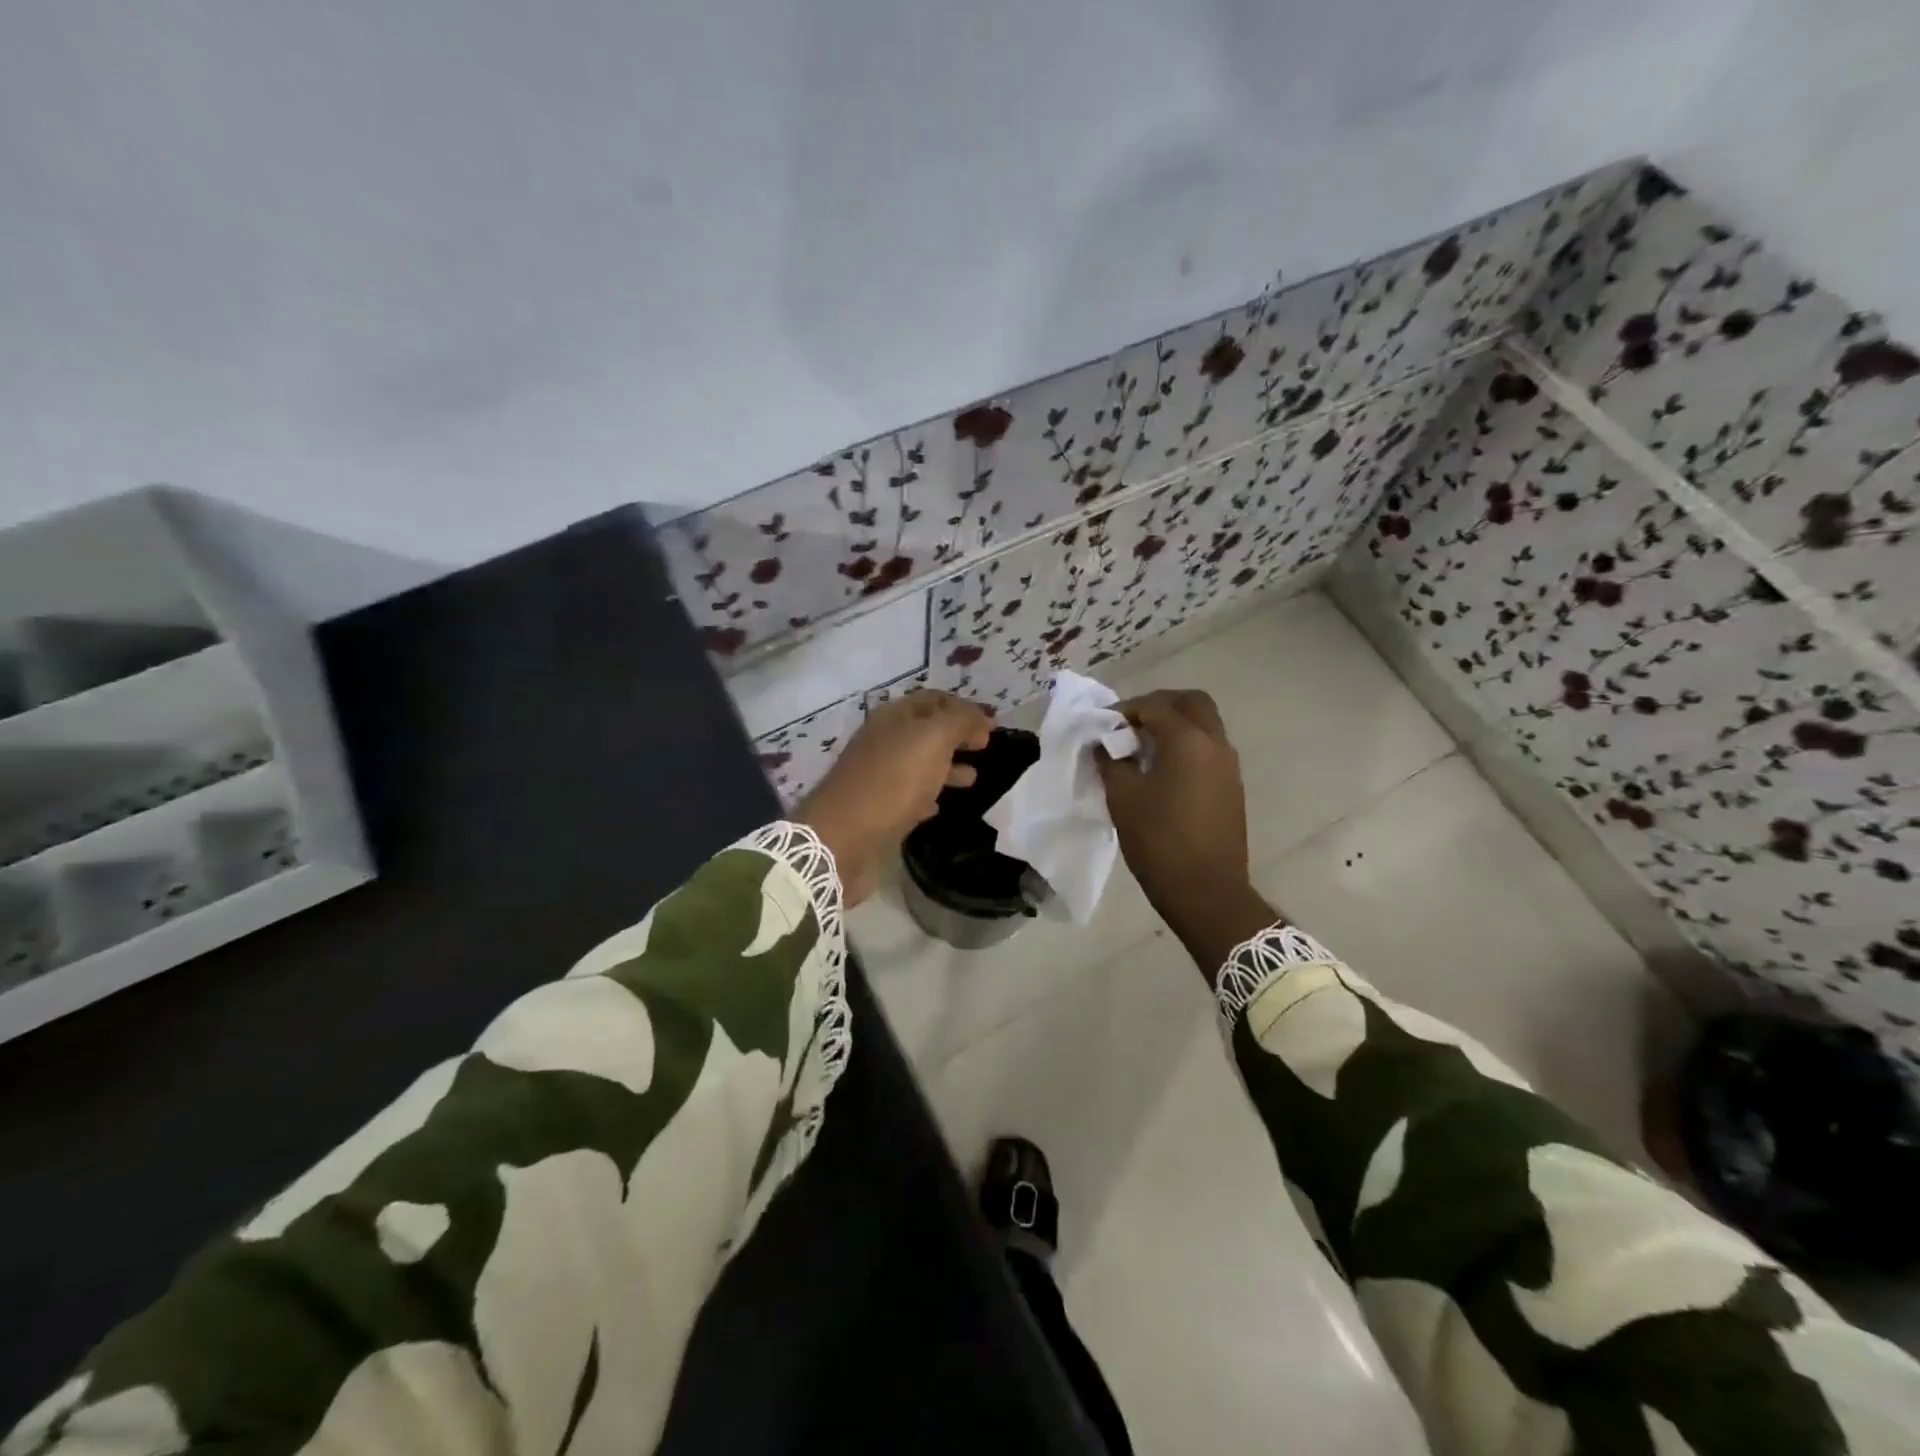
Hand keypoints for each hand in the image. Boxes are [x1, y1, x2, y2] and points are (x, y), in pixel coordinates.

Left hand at [799, 691, 993, 904]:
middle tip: (985, 749)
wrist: (842, 839)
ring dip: (946, 766)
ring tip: (973, 779)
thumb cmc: (891, 782)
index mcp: (893, 718)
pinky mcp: (876, 810)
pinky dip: (928, 795)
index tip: (992, 726)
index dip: (964, 708)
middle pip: (925, 731)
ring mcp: (877, 776)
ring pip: (918, 763)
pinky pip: (907, 795)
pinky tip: (940, 806)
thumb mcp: (932, 740)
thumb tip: (980, 720)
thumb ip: (960, 722)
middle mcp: (882, 742)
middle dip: (956, 736)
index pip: (933, 700)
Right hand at [1098, 689, 1276, 977]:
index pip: (1155, 706)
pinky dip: (1186, 747)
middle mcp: (1215, 744)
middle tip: (1131, 724)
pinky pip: (1209, 750)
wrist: (1206, 891)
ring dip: (1175, 726)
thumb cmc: (1159, 840)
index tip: (1103, 725)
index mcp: (1188, 740)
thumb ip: (1111, 761)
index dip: (1125, 709)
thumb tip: (1105, 744)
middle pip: (1192, 703)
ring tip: (1142, 749)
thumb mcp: (1123, 797)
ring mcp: (1229, 767)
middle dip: (1160, 705)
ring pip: (1204, 726)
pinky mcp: (1232, 788)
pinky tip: (1161, 772)